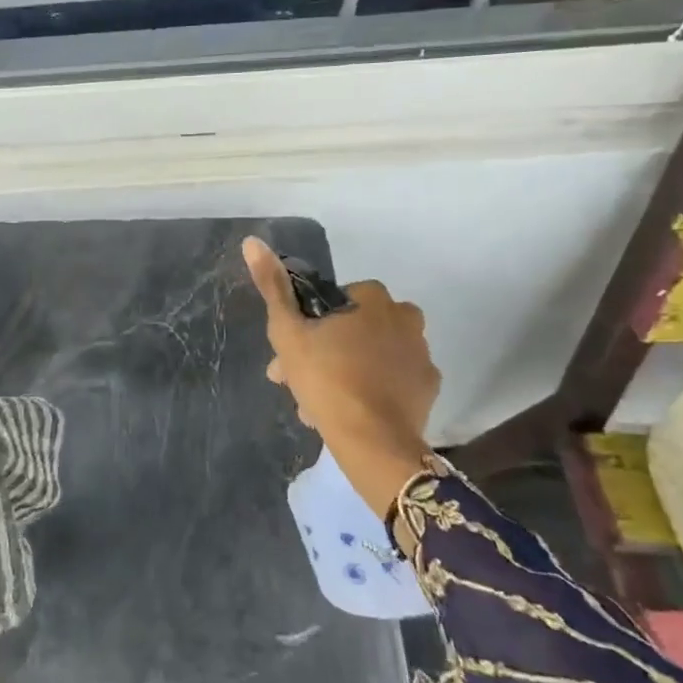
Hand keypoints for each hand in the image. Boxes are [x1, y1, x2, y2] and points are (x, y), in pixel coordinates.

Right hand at [242, 237, 440, 518]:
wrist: (372, 441)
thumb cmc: (326, 379)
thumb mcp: (288, 332)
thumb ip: (273, 287)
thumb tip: (253, 242)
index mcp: (373, 299)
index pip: (335, 301)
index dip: (310, 325)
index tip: (292, 351)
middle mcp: (405, 318)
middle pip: (354, 329)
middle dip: (325, 351)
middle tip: (299, 381)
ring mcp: (421, 353)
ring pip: (372, 354)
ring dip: (347, 370)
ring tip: (319, 404)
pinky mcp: (429, 387)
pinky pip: (393, 379)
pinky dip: (375, 388)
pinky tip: (352, 410)